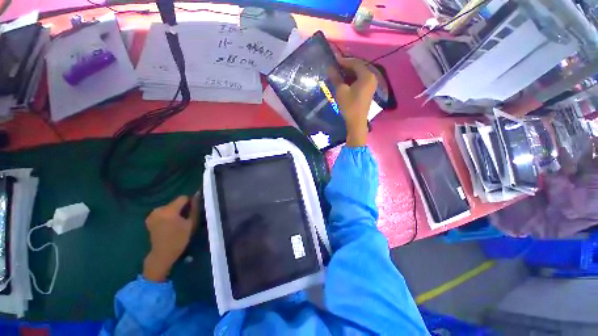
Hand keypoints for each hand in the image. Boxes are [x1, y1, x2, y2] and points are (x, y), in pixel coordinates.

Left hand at [143, 194, 198, 281]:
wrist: (162, 253)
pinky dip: (167, 215)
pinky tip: (169, 224)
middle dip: (181, 208)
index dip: (189, 202)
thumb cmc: (179, 239)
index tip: (192, 209)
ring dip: (174, 211)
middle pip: (175, 203)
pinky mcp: (150, 219)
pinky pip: (162, 212)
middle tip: (185, 218)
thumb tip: (196, 199)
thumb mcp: (190, 224)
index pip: (182, 198)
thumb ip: (193, 210)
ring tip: (177, 222)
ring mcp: (152, 214)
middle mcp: (159, 210)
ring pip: (169, 207)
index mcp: (169, 211)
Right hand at [335, 57, 377, 146]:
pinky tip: (344, 81)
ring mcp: (371, 84)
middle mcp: (372, 77)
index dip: (344, 60)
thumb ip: (336, 78)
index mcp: (367, 75)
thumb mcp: (341, 91)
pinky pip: (360, 80)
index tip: (334, 60)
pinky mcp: (368, 90)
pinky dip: (352, 79)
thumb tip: (329, 68)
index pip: (355, 62)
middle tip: (335, 66)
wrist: (356, 122)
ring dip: (349, 73)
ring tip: (338, 73)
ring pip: (359, 74)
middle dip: (346, 66)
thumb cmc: (349, 106)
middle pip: (358, 67)